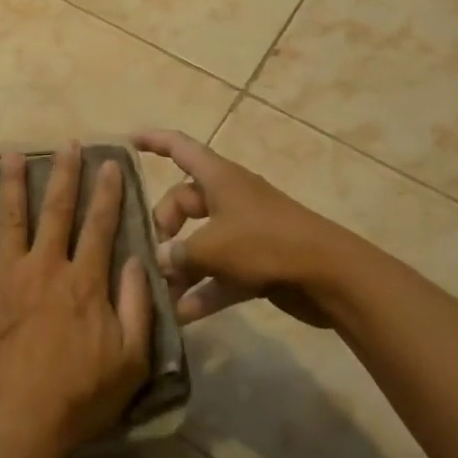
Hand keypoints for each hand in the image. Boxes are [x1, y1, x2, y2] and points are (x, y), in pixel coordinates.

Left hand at [0, 143, 152, 457]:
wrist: (20, 421)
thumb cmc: (81, 395)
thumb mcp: (131, 359)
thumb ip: (137, 306)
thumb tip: (139, 260)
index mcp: (84, 281)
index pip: (100, 226)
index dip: (107, 192)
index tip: (109, 163)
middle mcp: (45, 267)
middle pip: (57, 210)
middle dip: (64, 174)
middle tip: (67, 144)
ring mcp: (6, 276)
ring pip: (11, 219)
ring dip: (13, 184)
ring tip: (13, 154)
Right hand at [133, 129, 386, 327]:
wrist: (331, 277)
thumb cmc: (266, 244)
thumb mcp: (212, 247)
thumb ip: (179, 253)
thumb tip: (159, 260)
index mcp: (218, 178)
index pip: (179, 147)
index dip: (152, 141)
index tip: (126, 142)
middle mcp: (229, 198)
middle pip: (183, 202)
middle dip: (163, 227)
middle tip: (151, 255)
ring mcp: (244, 231)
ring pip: (200, 242)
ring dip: (181, 267)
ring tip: (158, 293)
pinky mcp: (257, 263)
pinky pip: (220, 273)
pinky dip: (203, 291)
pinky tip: (183, 316)